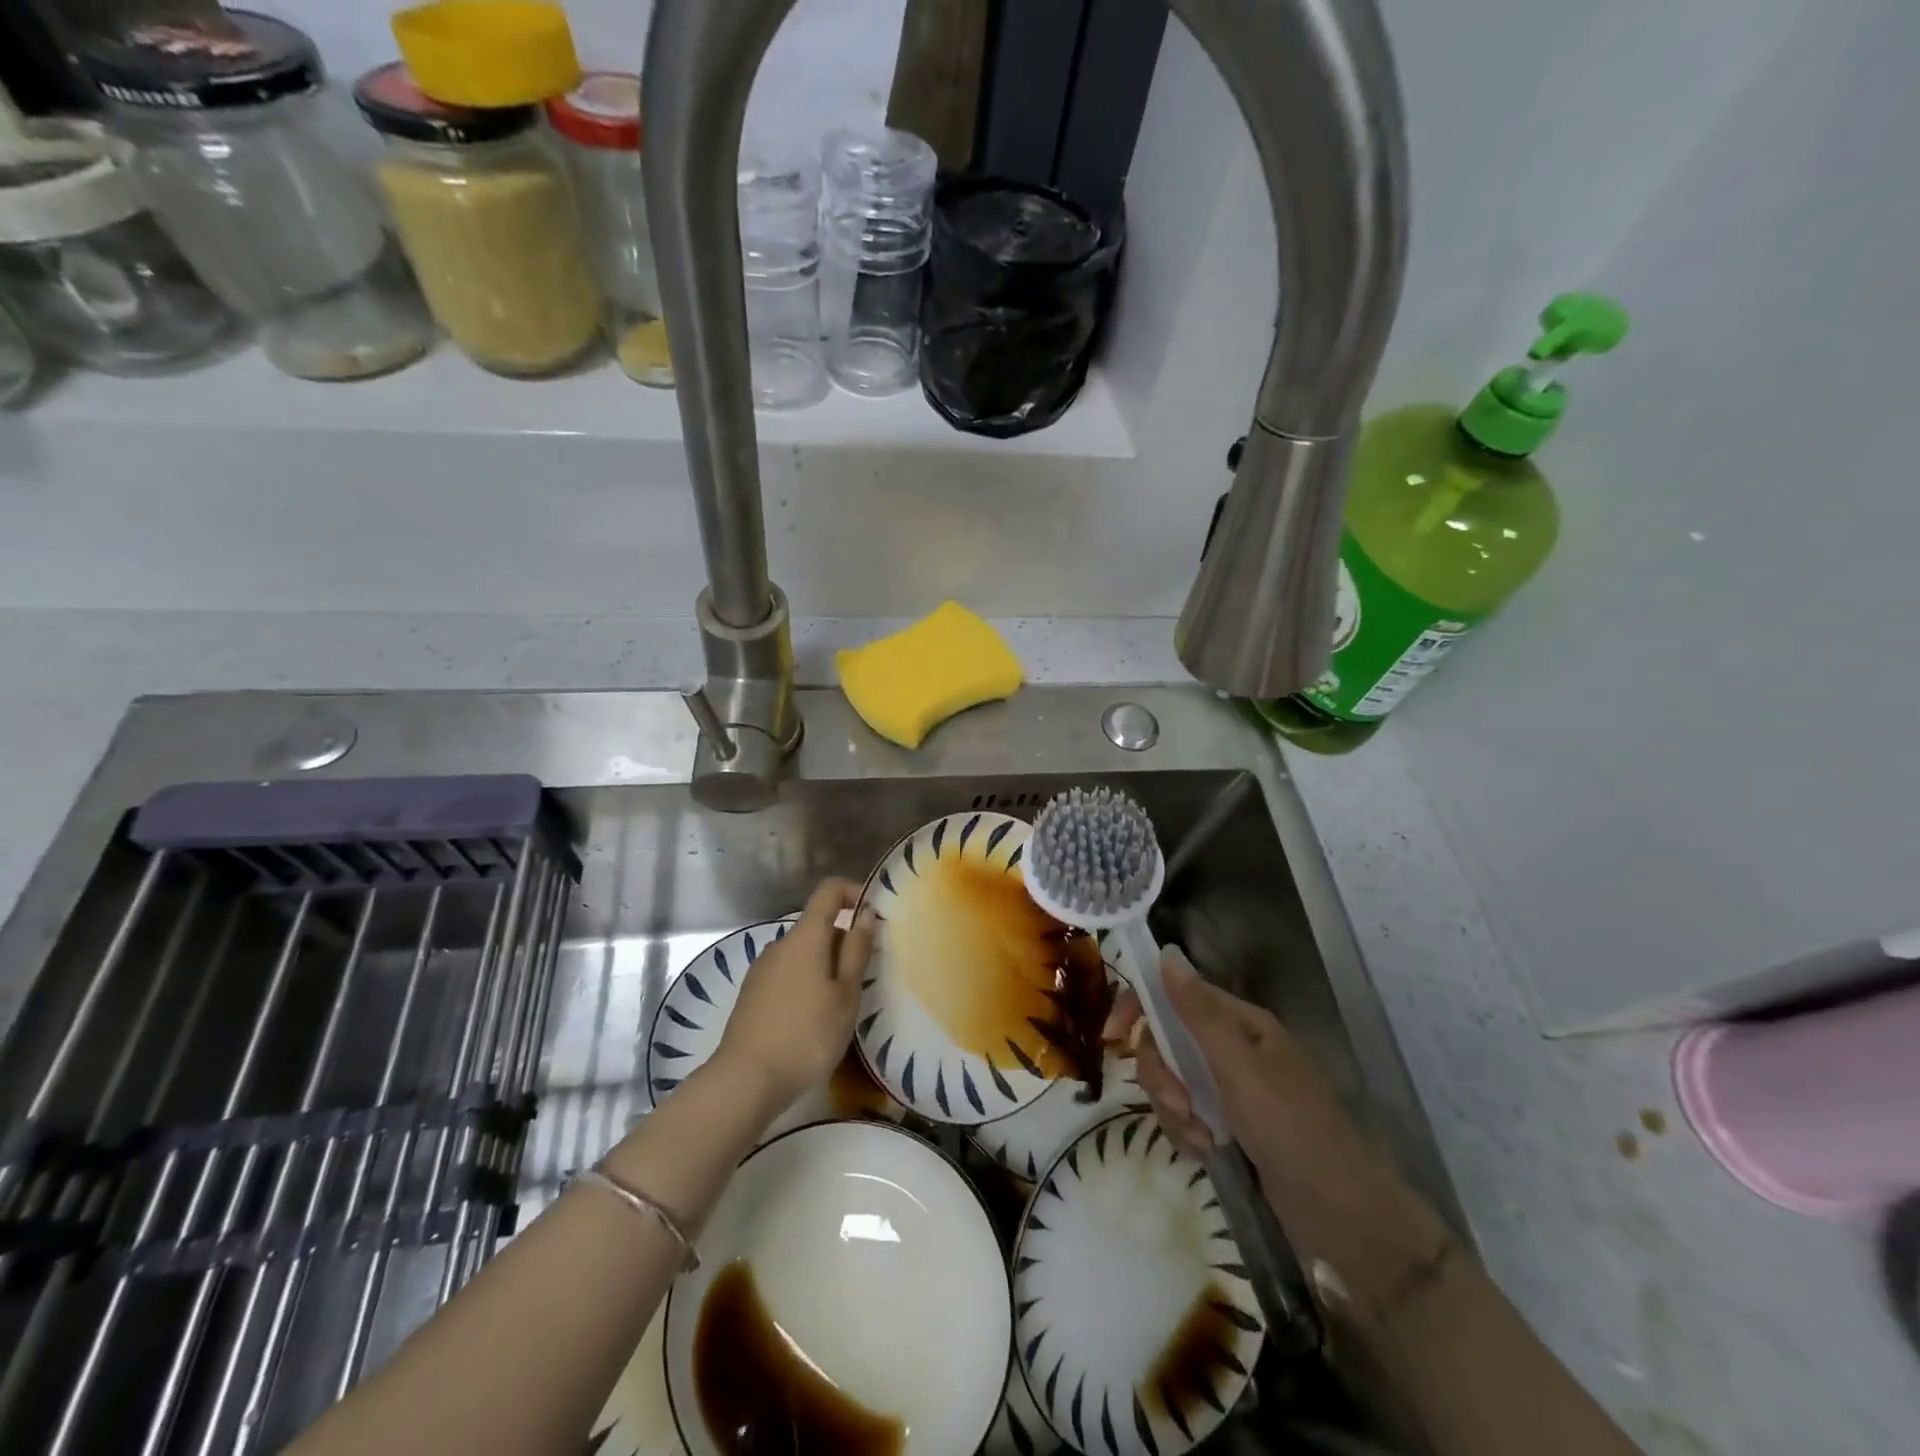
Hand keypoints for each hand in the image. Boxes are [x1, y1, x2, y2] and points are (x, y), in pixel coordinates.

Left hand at [712, 878, 875, 1117]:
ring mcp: (761, 969)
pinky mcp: (751, 993)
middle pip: (817, 925)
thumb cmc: (807, 1036)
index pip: (829, 890)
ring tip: (839, 1005)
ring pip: (803, 953)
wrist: (745, 1081)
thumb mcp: (845, 995)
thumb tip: (866, 912)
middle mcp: (780, 944)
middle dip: (844, 941)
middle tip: (863, 979)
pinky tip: (811, 1019)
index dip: (853, 892)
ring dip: (825, 966)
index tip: (874, 915)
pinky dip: (806, 982)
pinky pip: (787, 973)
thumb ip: (857, 950)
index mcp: (805, 937)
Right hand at [1105, 946, 1350, 1165]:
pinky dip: (1186, 1134)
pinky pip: (1184, 1117)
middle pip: (1166, 1042)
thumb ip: (1198, 1012)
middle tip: (1180, 1105)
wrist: (1342, 1219)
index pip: (1174, 996)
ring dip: (1174, 1111)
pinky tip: (1205, 1155)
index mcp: (1240, 1023)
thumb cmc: (1292, 1129)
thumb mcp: (1239, 1067)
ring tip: (1201, 1141)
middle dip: (1162, 1075)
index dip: (1139, 1008)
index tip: (1113, 1038)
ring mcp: (1229, 1090)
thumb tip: (1167, 953)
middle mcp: (1231, 1049)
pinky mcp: (1227, 1127)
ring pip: (1171, 1082)